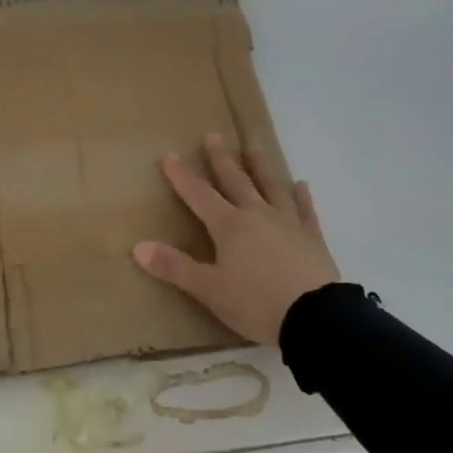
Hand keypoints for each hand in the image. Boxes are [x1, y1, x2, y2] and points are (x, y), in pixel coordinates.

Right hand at [133, 133, 340, 345]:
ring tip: (253, 146)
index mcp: (229, 227)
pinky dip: (301, 197)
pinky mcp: (312, 238)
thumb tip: (138, 247)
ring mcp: (288, 223)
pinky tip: (301, 185)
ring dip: (260, 166)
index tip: (170, 155)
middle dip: (221, 160)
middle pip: (236, 181)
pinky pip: (305, 210)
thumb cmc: (256, 303)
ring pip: (271, 187)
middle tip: (213, 136)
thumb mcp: (209, 289)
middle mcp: (257, 215)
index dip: (182, 177)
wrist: (315, 317)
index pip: (199, 195)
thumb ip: (175, 267)